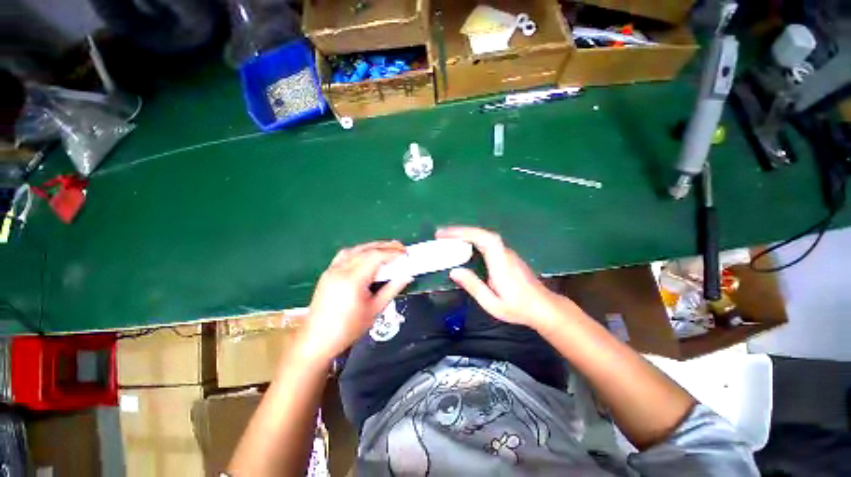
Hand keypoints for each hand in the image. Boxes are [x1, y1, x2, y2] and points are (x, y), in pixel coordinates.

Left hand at [300, 241, 411, 361]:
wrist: (317, 340)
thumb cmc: (348, 329)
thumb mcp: (375, 309)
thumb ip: (392, 289)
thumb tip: (407, 275)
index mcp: (352, 280)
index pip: (375, 257)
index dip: (392, 252)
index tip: (405, 254)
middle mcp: (340, 270)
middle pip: (366, 249)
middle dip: (385, 246)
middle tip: (401, 247)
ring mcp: (332, 270)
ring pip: (355, 249)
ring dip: (372, 246)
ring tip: (387, 248)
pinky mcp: (328, 273)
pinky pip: (345, 255)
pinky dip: (359, 251)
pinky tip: (367, 255)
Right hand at [436, 226, 564, 329]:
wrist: (543, 307)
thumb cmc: (518, 308)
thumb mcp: (492, 303)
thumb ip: (473, 286)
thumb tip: (454, 271)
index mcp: (501, 262)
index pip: (483, 238)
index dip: (464, 232)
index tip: (445, 235)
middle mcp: (504, 253)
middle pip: (482, 233)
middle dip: (460, 231)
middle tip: (440, 235)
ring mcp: (507, 253)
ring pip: (484, 236)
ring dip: (465, 234)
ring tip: (447, 239)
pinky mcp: (506, 256)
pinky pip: (487, 242)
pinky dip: (472, 239)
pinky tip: (464, 245)